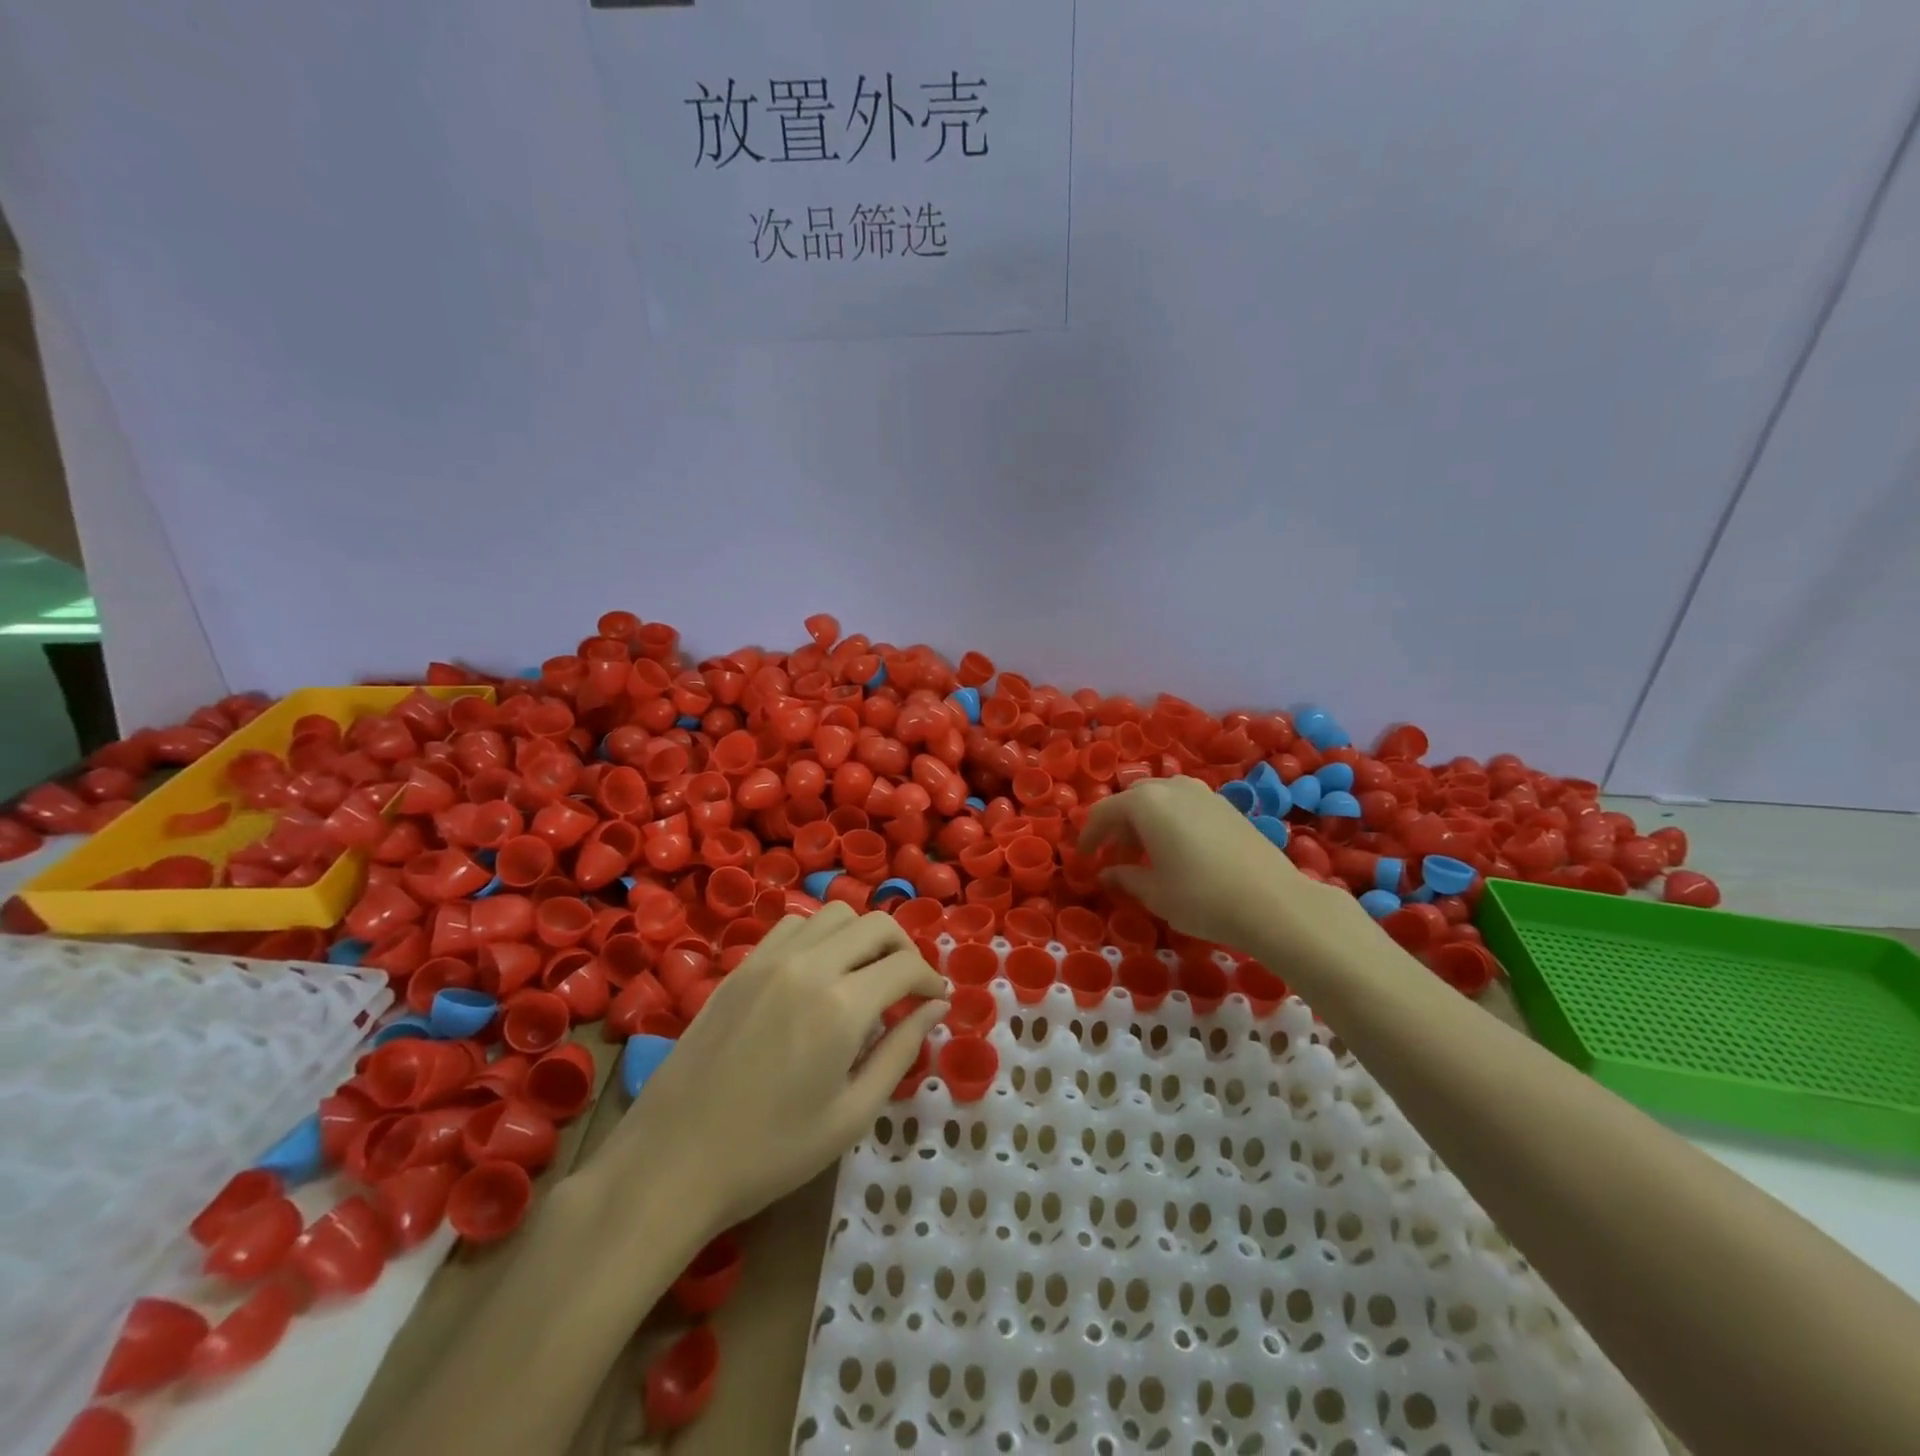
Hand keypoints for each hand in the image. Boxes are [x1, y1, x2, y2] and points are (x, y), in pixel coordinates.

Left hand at [585, 902, 948, 1233]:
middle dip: (904, 948)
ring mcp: (769, 959)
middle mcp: (810, 966)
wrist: (673, 1161)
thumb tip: (936, 1008)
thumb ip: (901, 1051)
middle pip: (875, 925)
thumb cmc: (771, 1152)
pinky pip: (793, 926)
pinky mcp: (741, 966)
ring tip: (865, 974)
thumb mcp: (852, 1114)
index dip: (930, 980)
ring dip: (862, 935)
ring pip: (834, 915)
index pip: (905, 966)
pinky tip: (818, 973)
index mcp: (842, 1006)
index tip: (935, 1000)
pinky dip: (820, 935)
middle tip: (908, 985)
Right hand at [1079, 775, 1375, 969]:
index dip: (1089, 836)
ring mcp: (1203, 794)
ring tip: (1144, 857)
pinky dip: (1169, 823)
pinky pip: (1184, 806)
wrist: (1275, 902)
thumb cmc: (1202, 897)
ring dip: (1144, 824)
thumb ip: (1125, 877)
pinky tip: (1176, 853)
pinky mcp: (1226, 806)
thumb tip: (1108, 873)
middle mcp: (1172, 788)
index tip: (1083, 859)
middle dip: (1117, 827)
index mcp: (1146, 803)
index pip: (1104, 812)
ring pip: (1160, 801)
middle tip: (1113, 857)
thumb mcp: (1154, 893)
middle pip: (1132, 800)